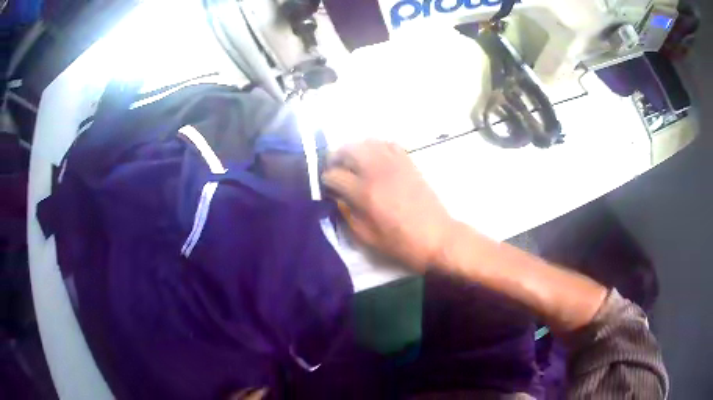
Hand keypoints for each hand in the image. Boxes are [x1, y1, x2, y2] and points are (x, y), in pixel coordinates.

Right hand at [322, 140, 454, 270]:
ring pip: (367, 142)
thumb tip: (336, 197)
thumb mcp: (366, 237)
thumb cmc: (400, 242)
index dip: (326, 181)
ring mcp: (394, 163)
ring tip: (352, 162)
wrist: (436, 236)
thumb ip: (346, 214)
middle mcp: (377, 171)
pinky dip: (376, 147)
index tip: (327, 187)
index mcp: (364, 193)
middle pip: (348, 149)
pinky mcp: (408, 162)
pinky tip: (375, 158)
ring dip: (354, 149)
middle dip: (336, 157)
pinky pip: (388, 144)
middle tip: (335, 168)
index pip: (334, 175)